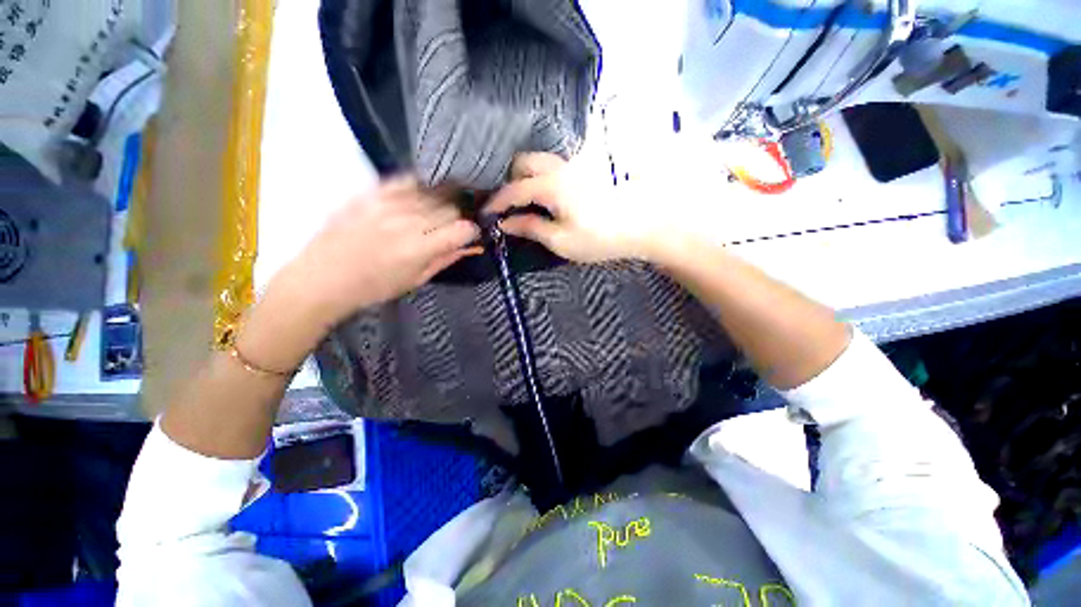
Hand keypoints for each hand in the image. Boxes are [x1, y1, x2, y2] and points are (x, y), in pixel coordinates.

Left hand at [277, 176, 480, 326]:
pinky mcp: (371, 192)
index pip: (463, 229)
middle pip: (451, 207)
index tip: (469, 236)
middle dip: (458, 217)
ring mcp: (388, 202)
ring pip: (433, 192)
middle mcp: (407, 221)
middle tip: (453, 225)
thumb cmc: (373, 288)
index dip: (472, 232)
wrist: (322, 277)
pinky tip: (422, 196)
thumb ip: (446, 259)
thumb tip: (470, 246)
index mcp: (419, 249)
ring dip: (442, 202)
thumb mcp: (416, 280)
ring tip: (439, 211)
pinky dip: (421, 187)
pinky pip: (408, 180)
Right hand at [487, 152, 700, 262]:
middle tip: (507, 205)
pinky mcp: (585, 169)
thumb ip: (531, 228)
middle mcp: (560, 166)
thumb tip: (506, 223)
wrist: (642, 225)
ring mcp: (574, 164)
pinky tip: (543, 194)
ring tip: (522, 200)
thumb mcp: (561, 240)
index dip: (496, 202)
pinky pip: (554, 166)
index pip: (514, 189)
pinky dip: (540, 176)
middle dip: (509, 181)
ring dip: (525, 176)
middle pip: (523, 162)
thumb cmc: (600, 238)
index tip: (486, 214)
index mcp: (551, 185)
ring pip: (539, 161)